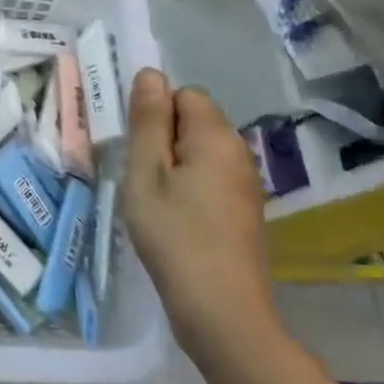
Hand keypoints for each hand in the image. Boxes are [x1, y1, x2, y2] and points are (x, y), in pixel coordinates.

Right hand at [122, 69, 276, 357]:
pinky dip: (188, 189)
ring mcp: (245, 184)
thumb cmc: (174, 234)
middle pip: (194, 122)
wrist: (221, 310)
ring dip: (173, 166)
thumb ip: (148, 120)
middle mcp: (239, 153)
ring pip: (200, 152)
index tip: (138, 149)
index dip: (155, 114)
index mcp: (216, 137)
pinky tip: (174, 220)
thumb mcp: (146, 172)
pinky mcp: (244, 212)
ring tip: (153, 201)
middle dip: (163, 139)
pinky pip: (210, 179)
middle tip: (140, 177)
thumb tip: (151, 73)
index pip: (184, 94)